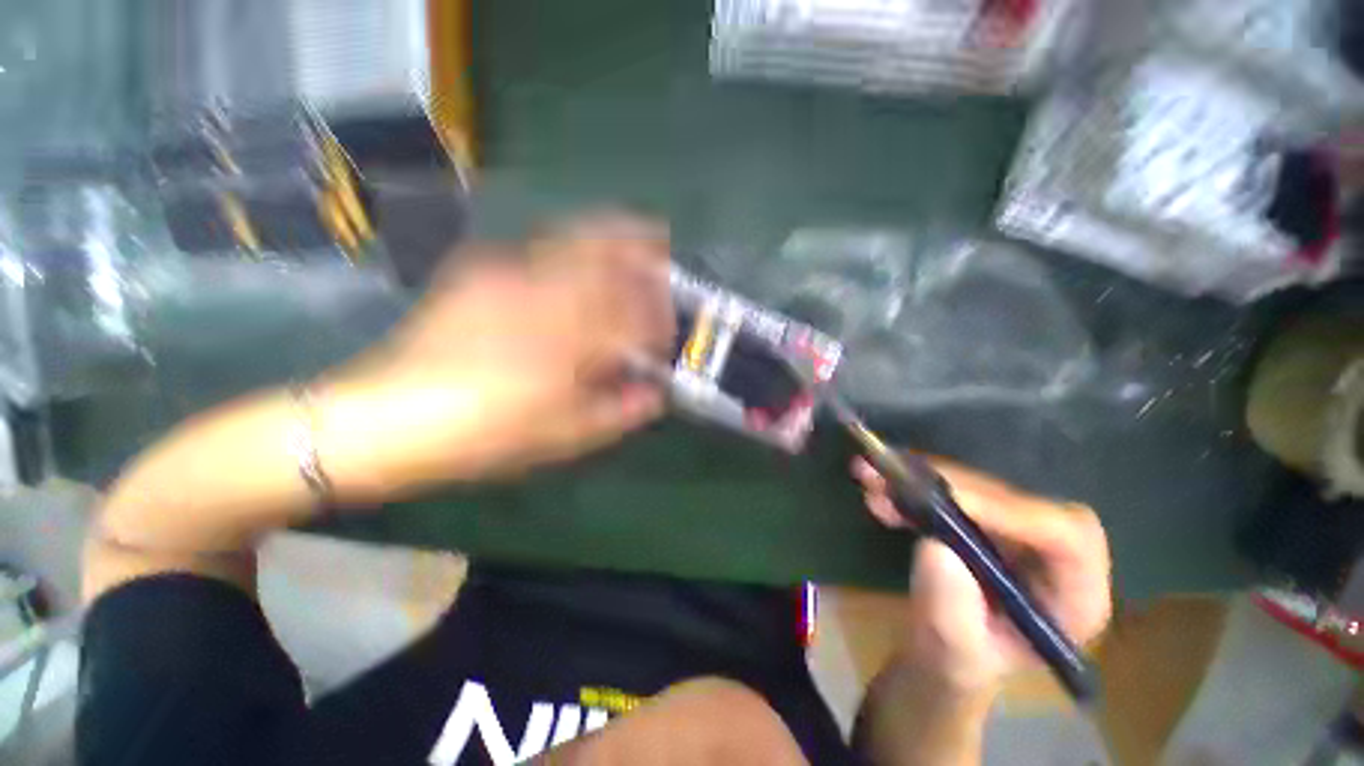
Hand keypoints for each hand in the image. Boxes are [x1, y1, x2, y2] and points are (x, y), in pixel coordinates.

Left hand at [321, 214, 674, 498]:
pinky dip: (572, 248)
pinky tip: (576, 264)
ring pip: (574, 239)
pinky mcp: (481, 273)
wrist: (390, 417)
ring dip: (609, 235)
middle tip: (661, 247)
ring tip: (631, 233)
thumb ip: (618, 412)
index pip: (633, 315)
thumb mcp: (561, 436)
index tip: (666, 328)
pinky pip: (540, 249)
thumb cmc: (486, 434)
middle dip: (641, 248)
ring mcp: (509, 275)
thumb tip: (655, 395)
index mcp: (570, 340)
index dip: (658, 317)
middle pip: (606, 254)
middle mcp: (546, 295)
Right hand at [853, 457, 1111, 695]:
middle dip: (948, 484)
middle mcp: (1052, 555)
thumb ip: (950, 612)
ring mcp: (1016, 532)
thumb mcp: (952, 653)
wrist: (943, 653)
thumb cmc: (958, 664)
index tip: (945, 496)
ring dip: (919, 478)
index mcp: (1072, 597)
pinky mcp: (983, 518)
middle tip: (892, 476)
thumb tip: (935, 547)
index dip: (1009, 509)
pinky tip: (877, 490)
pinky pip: (950, 490)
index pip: (1066, 538)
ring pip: (976, 487)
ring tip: (870, 477)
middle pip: (1014, 500)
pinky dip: (911, 485)